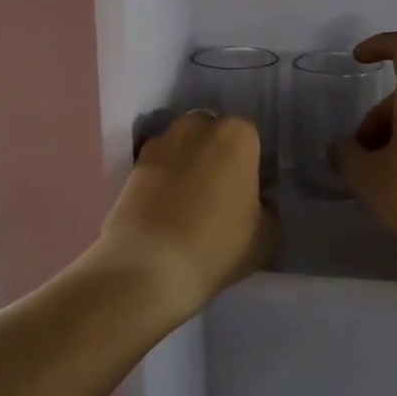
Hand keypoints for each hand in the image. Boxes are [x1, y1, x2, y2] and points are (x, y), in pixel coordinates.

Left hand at [97, 111, 276, 320]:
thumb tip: (257, 205)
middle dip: (215, 152)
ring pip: (180, 145)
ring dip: (186, 162)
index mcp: (236, 136)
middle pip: (211, 131)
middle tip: (220, 189)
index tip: (249, 187)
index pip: (250, 137)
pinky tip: (165, 210)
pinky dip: (161, 180)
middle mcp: (196, 128)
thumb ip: (266, 210)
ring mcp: (159, 145)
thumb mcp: (265, 235)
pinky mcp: (130, 167)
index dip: (250, 162)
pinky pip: (156, 167)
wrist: (149, 267)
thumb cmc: (217, 246)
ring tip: (189, 200)